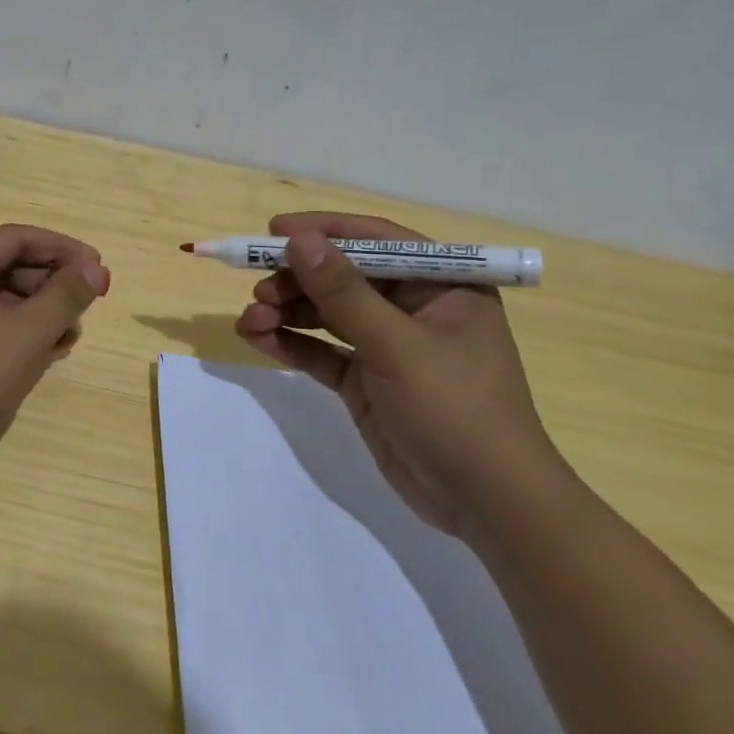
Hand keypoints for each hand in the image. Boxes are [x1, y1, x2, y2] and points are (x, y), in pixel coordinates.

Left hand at [0, 225, 109, 503]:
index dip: (64, 250)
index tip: (100, 270)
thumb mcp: (24, 336)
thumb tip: (94, 267)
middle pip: (8, 267)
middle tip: (86, 311)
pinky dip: (16, 337)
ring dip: (38, 315)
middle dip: (52, 286)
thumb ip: (65, 296)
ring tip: (68, 341)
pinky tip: (42, 357)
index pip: (18, 238)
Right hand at [234, 212, 559, 537]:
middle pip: (344, 278)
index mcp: (442, 286)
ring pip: (326, 315)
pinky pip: (321, 352)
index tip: (273, 231)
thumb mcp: (396, 345)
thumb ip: (343, 292)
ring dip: (286, 313)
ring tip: (249, 320)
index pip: (377, 241)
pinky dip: (290, 344)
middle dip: (297, 281)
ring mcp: (387, 347)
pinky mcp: (365, 382)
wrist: (484, 502)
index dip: (325, 231)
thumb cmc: (455, 408)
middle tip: (258, 291)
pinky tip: (256, 339)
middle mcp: (413, 309)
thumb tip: (299, 240)